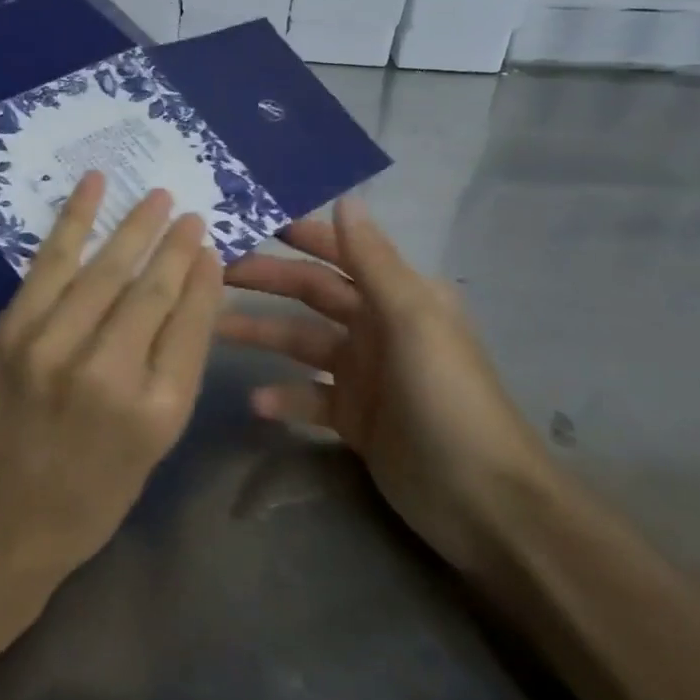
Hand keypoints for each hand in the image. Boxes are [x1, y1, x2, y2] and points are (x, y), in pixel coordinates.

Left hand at [0, 173, 224, 590]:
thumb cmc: (89, 495)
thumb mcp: (153, 447)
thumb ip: (173, 370)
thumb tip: (189, 296)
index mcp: (157, 411)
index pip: (191, 323)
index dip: (204, 279)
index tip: (210, 248)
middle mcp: (109, 372)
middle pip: (152, 290)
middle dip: (175, 245)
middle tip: (191, 214)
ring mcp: (54, 346)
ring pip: (106, 269)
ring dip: (135, 226)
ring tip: (157, 197)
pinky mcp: (13, 330)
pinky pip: (51, 263)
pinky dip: (74, 220)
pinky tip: (93, 187)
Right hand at [220, 197, 547, 574]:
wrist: (485, 502)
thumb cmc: (447, 397)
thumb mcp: (413, 320)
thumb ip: (373, 261)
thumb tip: (346, 198)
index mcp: (397, 296)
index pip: (340, 253)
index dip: (300, 236)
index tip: (251, 222)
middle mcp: (378, 327)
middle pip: (312, 294)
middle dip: (267, 281)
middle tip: (215, 274)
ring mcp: (364, 374)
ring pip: (301, 342)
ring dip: (263, 334)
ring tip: (217, 331)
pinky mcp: (353, 418)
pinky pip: (308, 396)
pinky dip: (283, 396)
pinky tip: (256, 403)